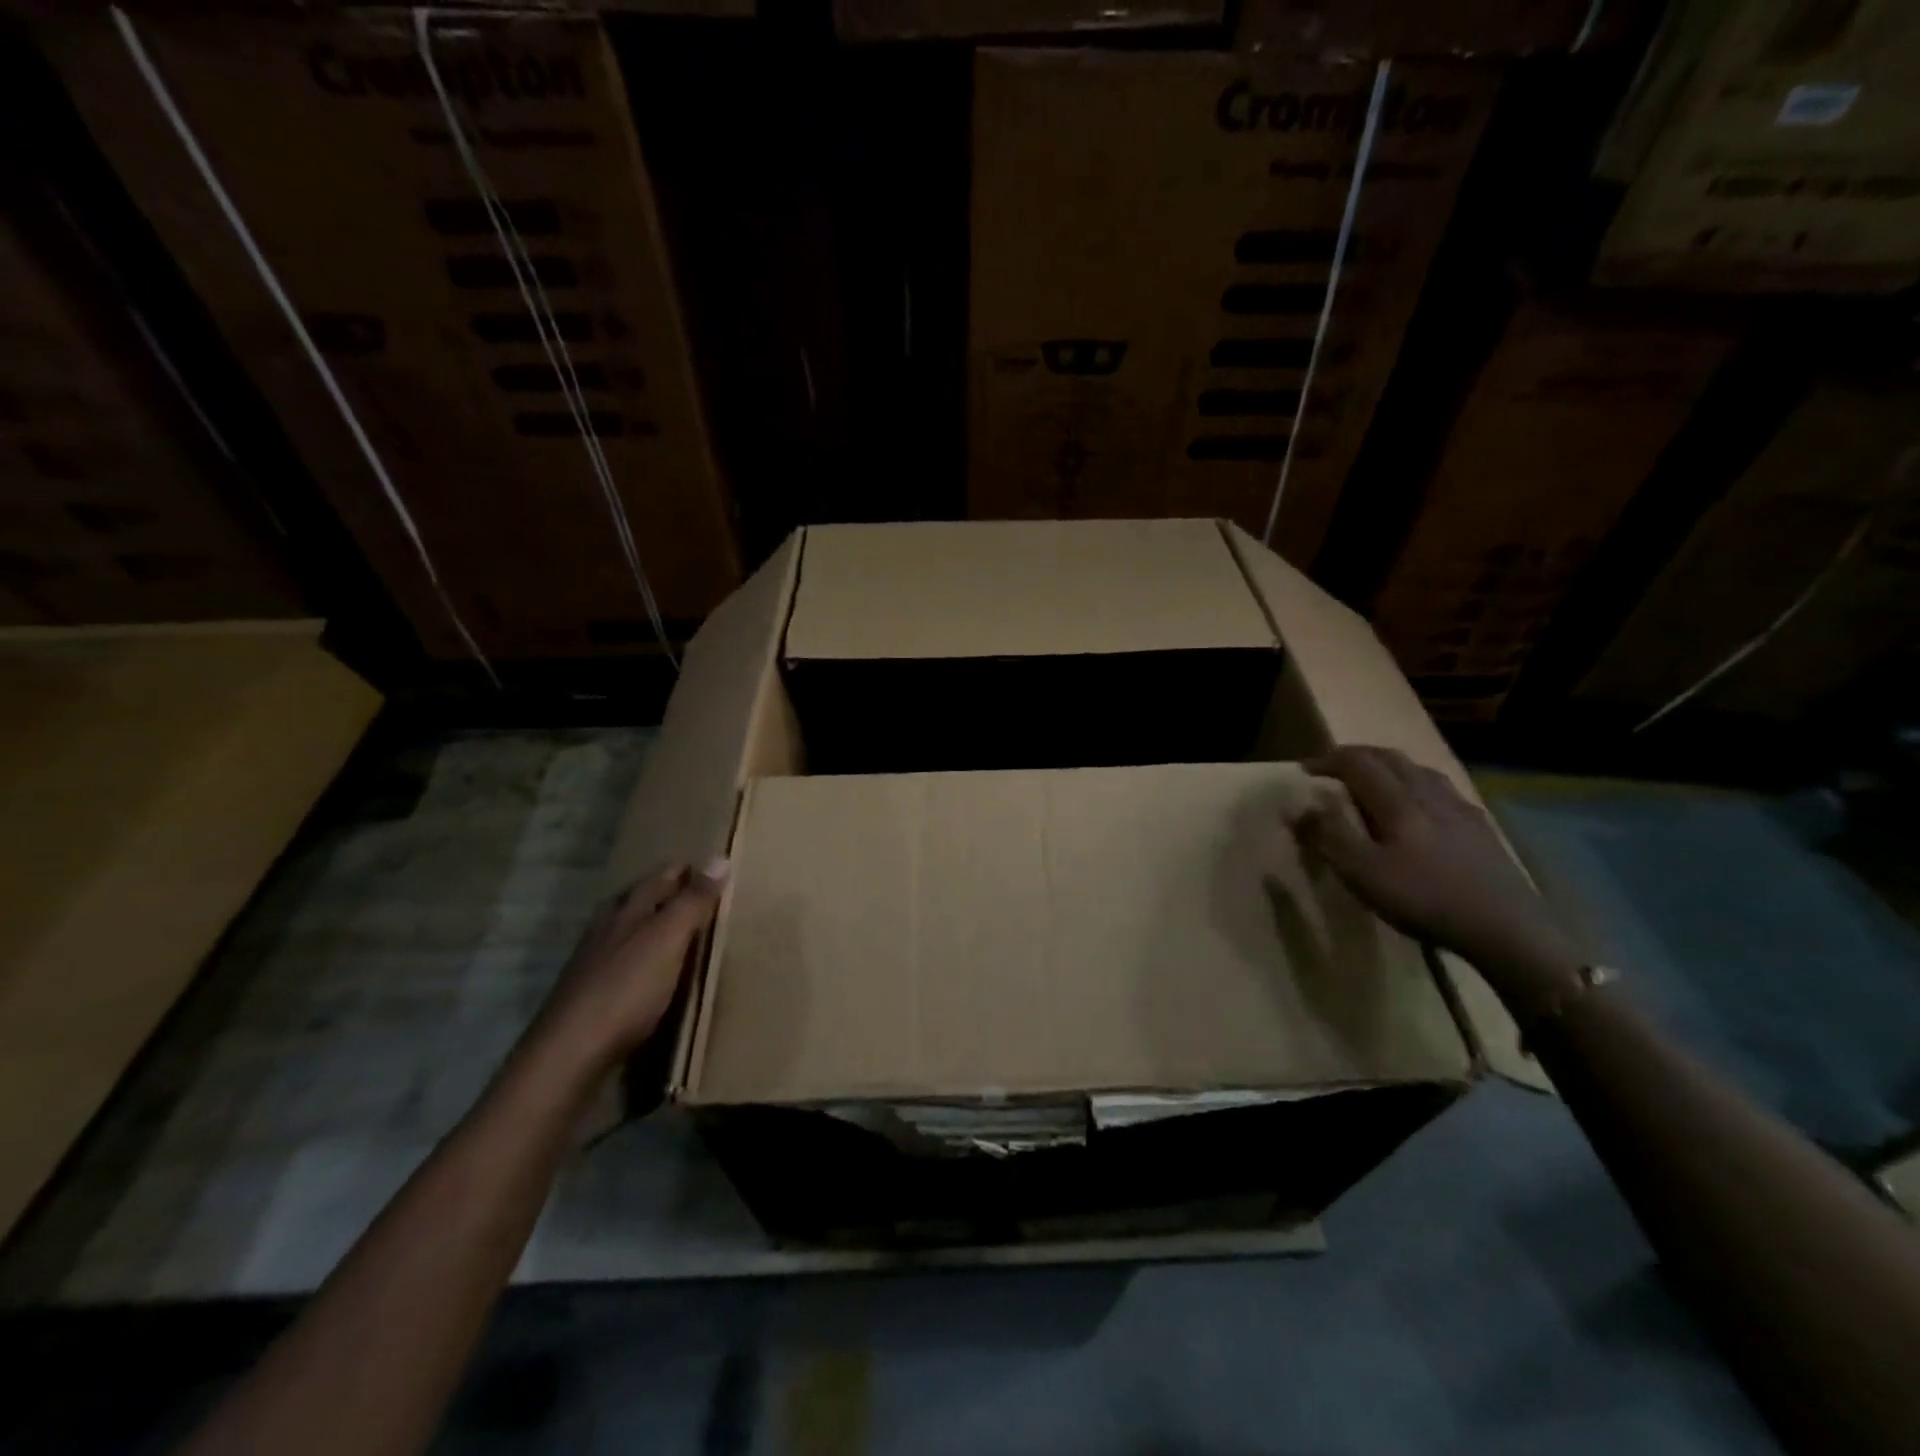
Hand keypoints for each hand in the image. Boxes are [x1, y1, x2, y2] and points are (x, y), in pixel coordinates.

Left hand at [532, 860, 729, 1072]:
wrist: (569, 1056)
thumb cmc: (625, 990)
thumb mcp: (667, 940)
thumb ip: (692, 903)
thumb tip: (720, 858)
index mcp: (625, 913)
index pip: (657, 880)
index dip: (682, 872)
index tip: (707, 867)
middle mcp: (606, 932)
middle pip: (635, 903)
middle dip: (661, 895)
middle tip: (694, 894)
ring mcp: (592, 967)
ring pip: (624, 935)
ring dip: (648, 929)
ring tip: (676, 933)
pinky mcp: (590, 1000)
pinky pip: (621, 968)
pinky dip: (640, 963)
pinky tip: (649, 977)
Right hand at [1297, 747, 1577, 981]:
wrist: (1508, 928)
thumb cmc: (1425, 899)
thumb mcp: (1363, 874)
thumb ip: (1328, 837)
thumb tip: (1298, 807)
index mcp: (1398, 802)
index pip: (1358, 763)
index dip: (1328, 760)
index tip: (1304, 770)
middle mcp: (1429, 794)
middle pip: (1391, 758)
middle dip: (1357, 756)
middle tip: (1334, 766)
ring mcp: (1460, 809)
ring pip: (1419, 770)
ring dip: (1389, 766)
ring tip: (1374, 779)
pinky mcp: (1480, 828)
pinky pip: (1442, 790)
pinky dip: (1417, 784)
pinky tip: (1421, 806)